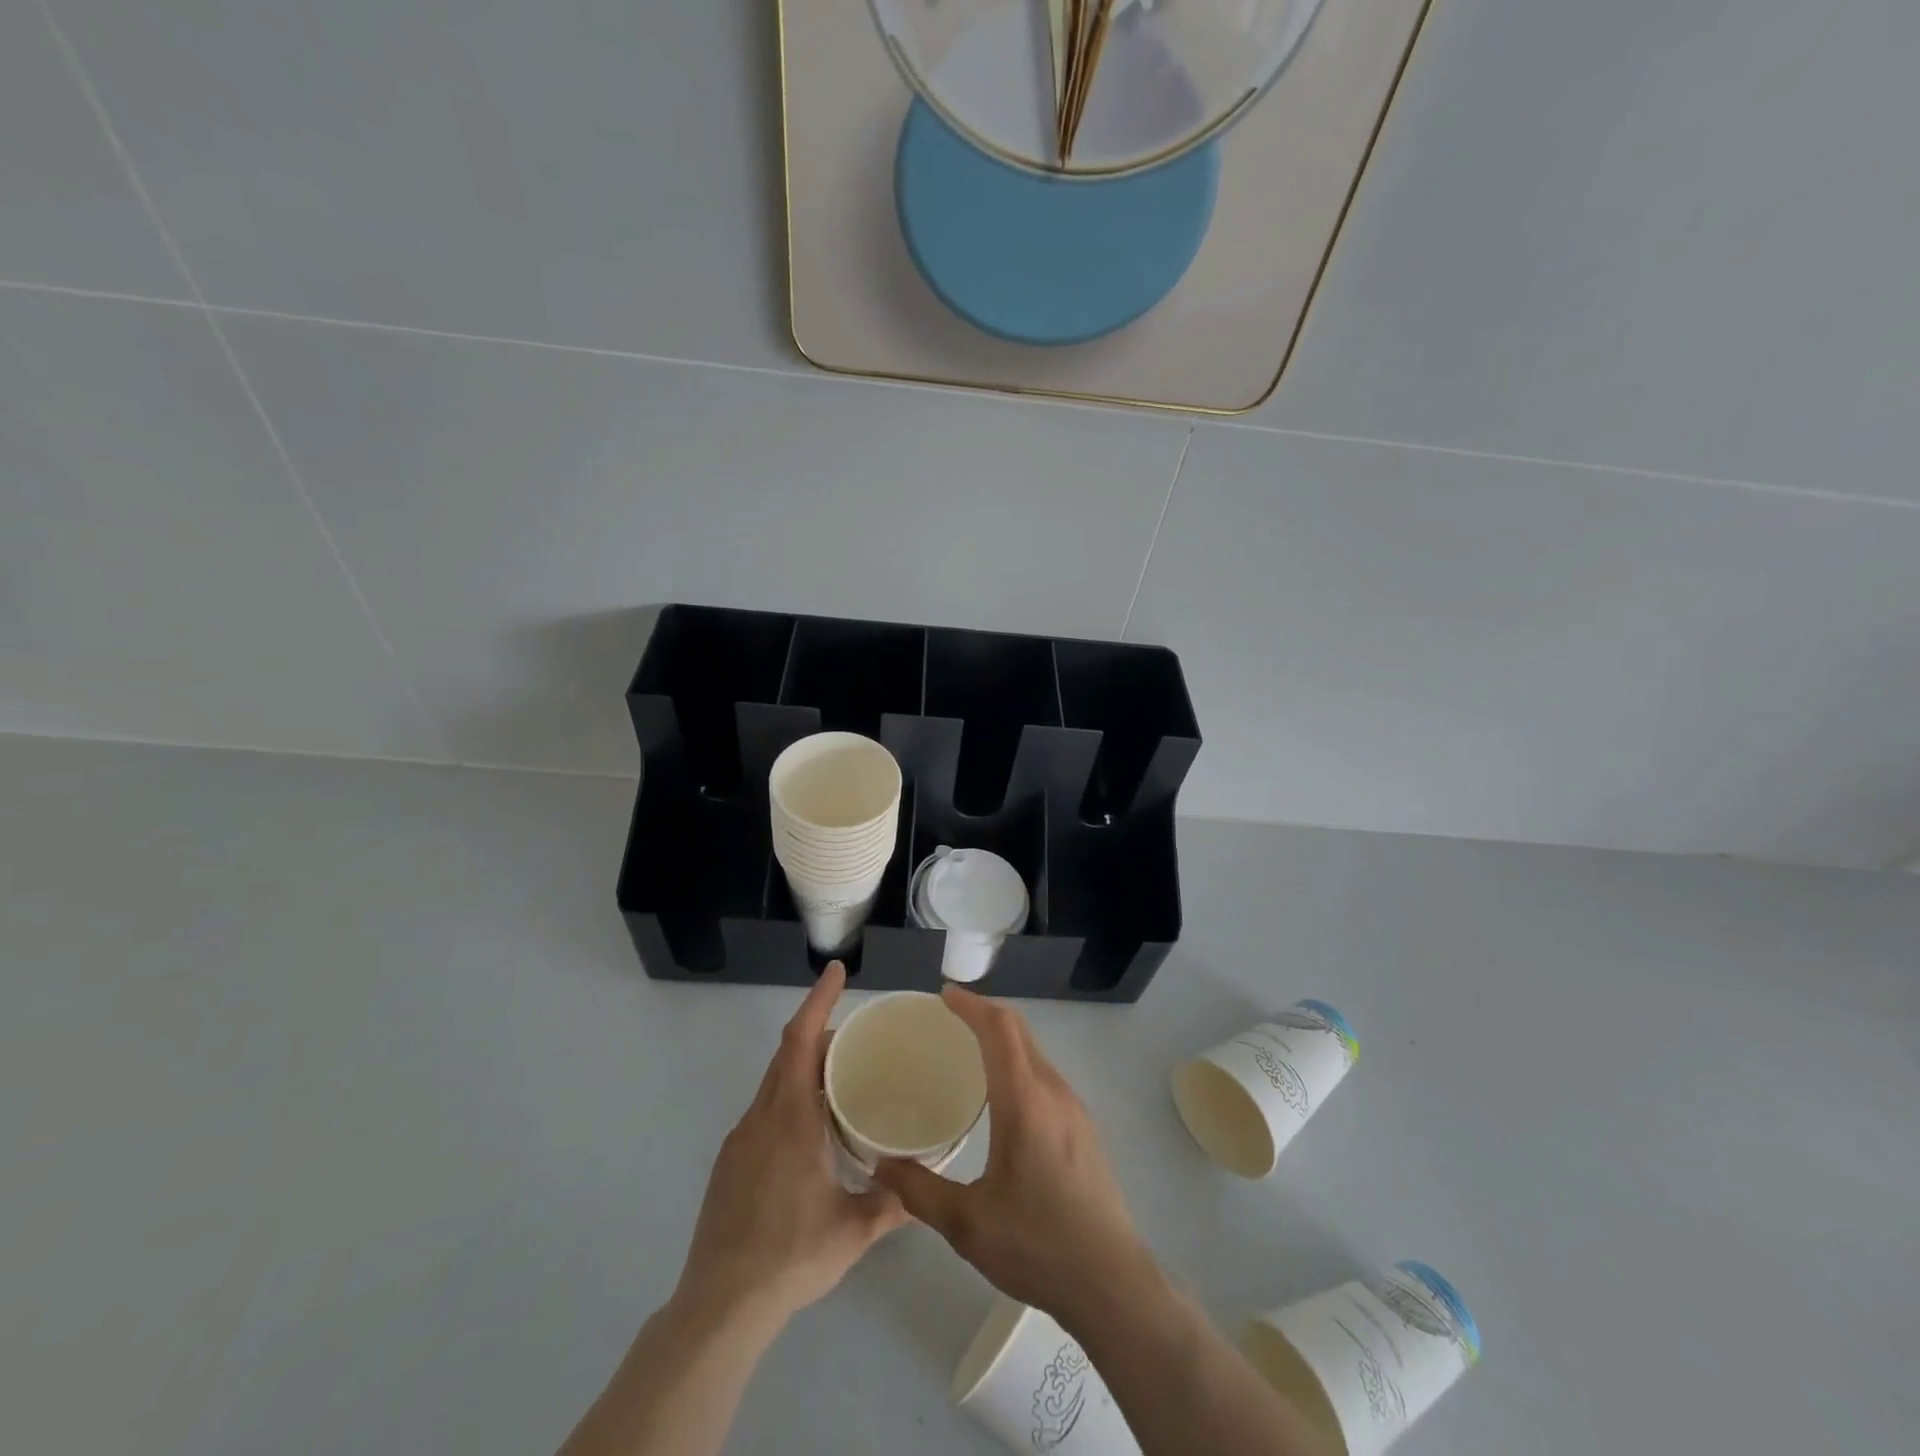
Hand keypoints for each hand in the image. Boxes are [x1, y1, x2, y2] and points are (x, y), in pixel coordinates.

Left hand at [676, 963, 906, 1325]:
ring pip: (774, 1084)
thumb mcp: (853, 1230)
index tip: (835, 971)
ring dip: (803, 1070)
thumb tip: (924, 1189)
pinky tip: (809, 1135)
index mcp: (790, 1118)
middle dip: (818, 1033)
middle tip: (855, 1039)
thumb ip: (893, 1203)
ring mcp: (739, 1140)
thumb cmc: (791, 1255)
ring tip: (839, 1084)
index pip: (800, 1040)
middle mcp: (761, 1118)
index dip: (818, 1000)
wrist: (719, 1306)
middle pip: (787, 1054)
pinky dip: (788, 1100)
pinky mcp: (729, 1164)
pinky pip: (763, 1112)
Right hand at [873, 986, 1157, 1331]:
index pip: (999, 1029)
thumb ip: (919, 1190)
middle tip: (948, 1019)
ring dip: (1003, 1039)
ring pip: (1035, 1052)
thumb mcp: (967, 1223)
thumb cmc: (1037, 1245)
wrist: (1112, 1283)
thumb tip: (880, 1164)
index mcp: (1025, 1101)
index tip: (943, 996)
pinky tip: (1000, 1096)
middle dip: (984, 1014)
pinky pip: (1045, 1075)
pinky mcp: (1083, 1128)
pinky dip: (1018, 1063)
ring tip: (968, 1052)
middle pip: (1019, 1031)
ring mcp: (1074, 1109)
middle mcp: (1053, 1092)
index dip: (971, 1005)